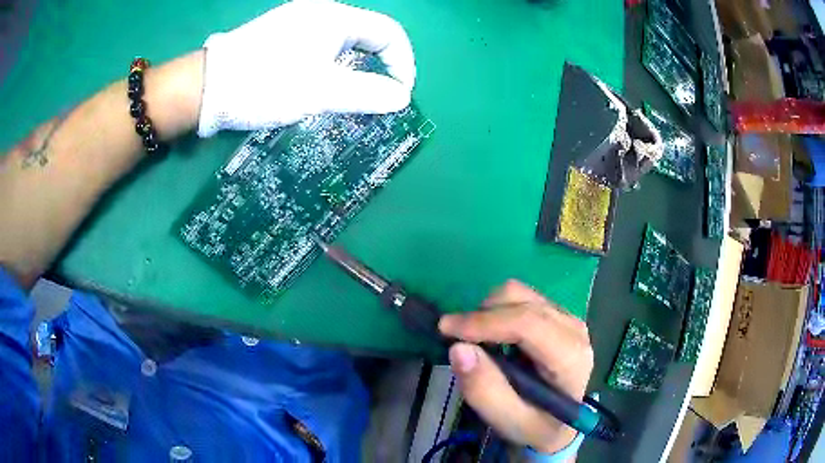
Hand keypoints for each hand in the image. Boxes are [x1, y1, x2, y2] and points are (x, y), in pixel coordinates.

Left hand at [196, 0, 415, 136]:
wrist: (206, 87)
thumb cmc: (264, 84)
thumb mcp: (319, 91)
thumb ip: (367, 93)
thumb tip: (401, 98)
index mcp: (335, 17)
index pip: (389, 33)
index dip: (403, 64)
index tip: (399, 96)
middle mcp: (321, 12)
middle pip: (368, 36)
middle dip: (380, 67)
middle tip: (378, 98)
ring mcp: (299, 21)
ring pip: (345, 43)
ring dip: (356, 69)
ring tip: (352, 97)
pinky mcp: (283, 34)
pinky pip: (323, 46)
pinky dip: (334, 66)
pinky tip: (323, 84)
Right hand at [439, 280, 593, 453]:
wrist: (561, 422)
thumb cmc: (536, 425)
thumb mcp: (509, 421)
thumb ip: (485, 391)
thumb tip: (458, 348)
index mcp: (570, 358)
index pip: (528, 324)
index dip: (484, 322)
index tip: (446, 330)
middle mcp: (573, 328)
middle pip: (521, 301)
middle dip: (481, 316)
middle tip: (457, 341)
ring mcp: (566, 317)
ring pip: (518, 293)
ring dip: (488, 312)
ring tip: (478, 342)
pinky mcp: (556, 313)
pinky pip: (520, 298)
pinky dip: (497, 312)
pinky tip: (494, 338)